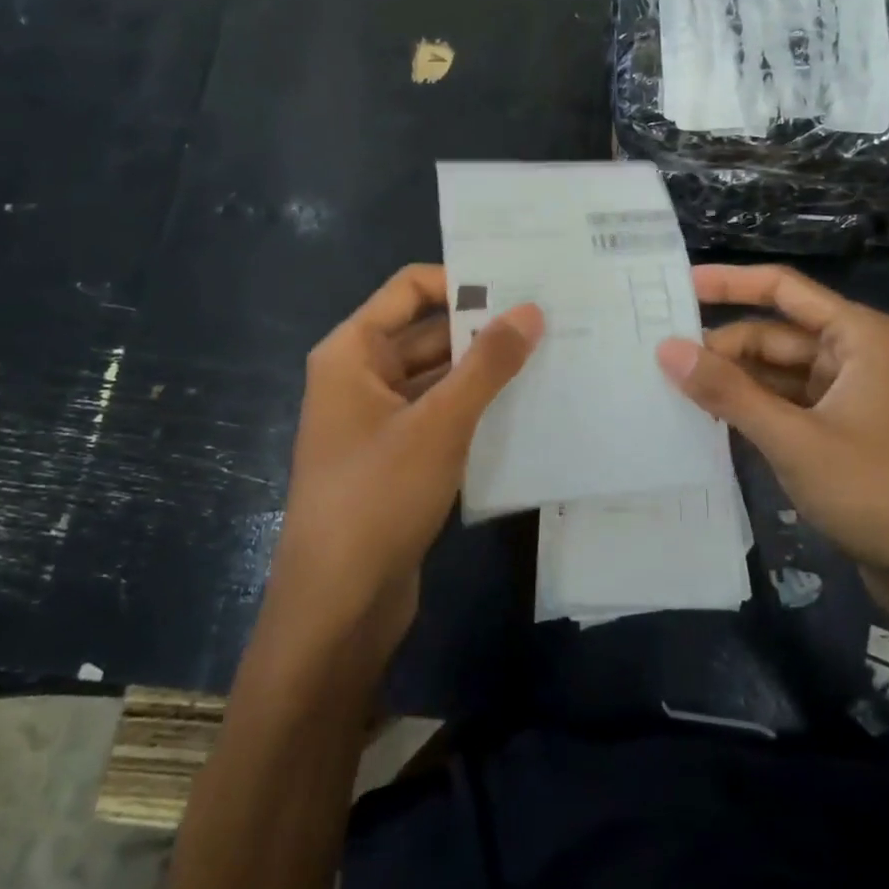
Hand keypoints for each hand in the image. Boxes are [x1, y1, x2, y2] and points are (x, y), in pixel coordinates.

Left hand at [262, 265, 543, 666]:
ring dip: (483, 370)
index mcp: (352, 352)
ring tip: (550, 355)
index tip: (519, 286)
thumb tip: (530, 310)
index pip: (409, 289)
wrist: (337, 607)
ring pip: (437, 376)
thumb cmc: (378, 497)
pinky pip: (439, 414)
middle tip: (550, 318)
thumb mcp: (440, 423)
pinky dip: (475, 406)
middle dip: (482, 327)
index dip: (461, 281)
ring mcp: (378, 419)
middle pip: (426, 332)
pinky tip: (525, 405)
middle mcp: (360, 377)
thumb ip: (487, 363)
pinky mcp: (397, 457)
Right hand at [655, 264, 888, 611]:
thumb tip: (667, 349)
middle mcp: (855, 354)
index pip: (782, 289)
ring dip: (734, 381)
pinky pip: (787, 404)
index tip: (677, 285)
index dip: (729, 283)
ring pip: (778, 372)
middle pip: (775, 335)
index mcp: (857, 336)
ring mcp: (850, 394)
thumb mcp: (793, 438)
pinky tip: (712, 420)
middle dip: (724, 347)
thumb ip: (728, 391)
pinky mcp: (843, 431)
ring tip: (673, 388)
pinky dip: (753, 408)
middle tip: (661, 360)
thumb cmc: (876, 490)